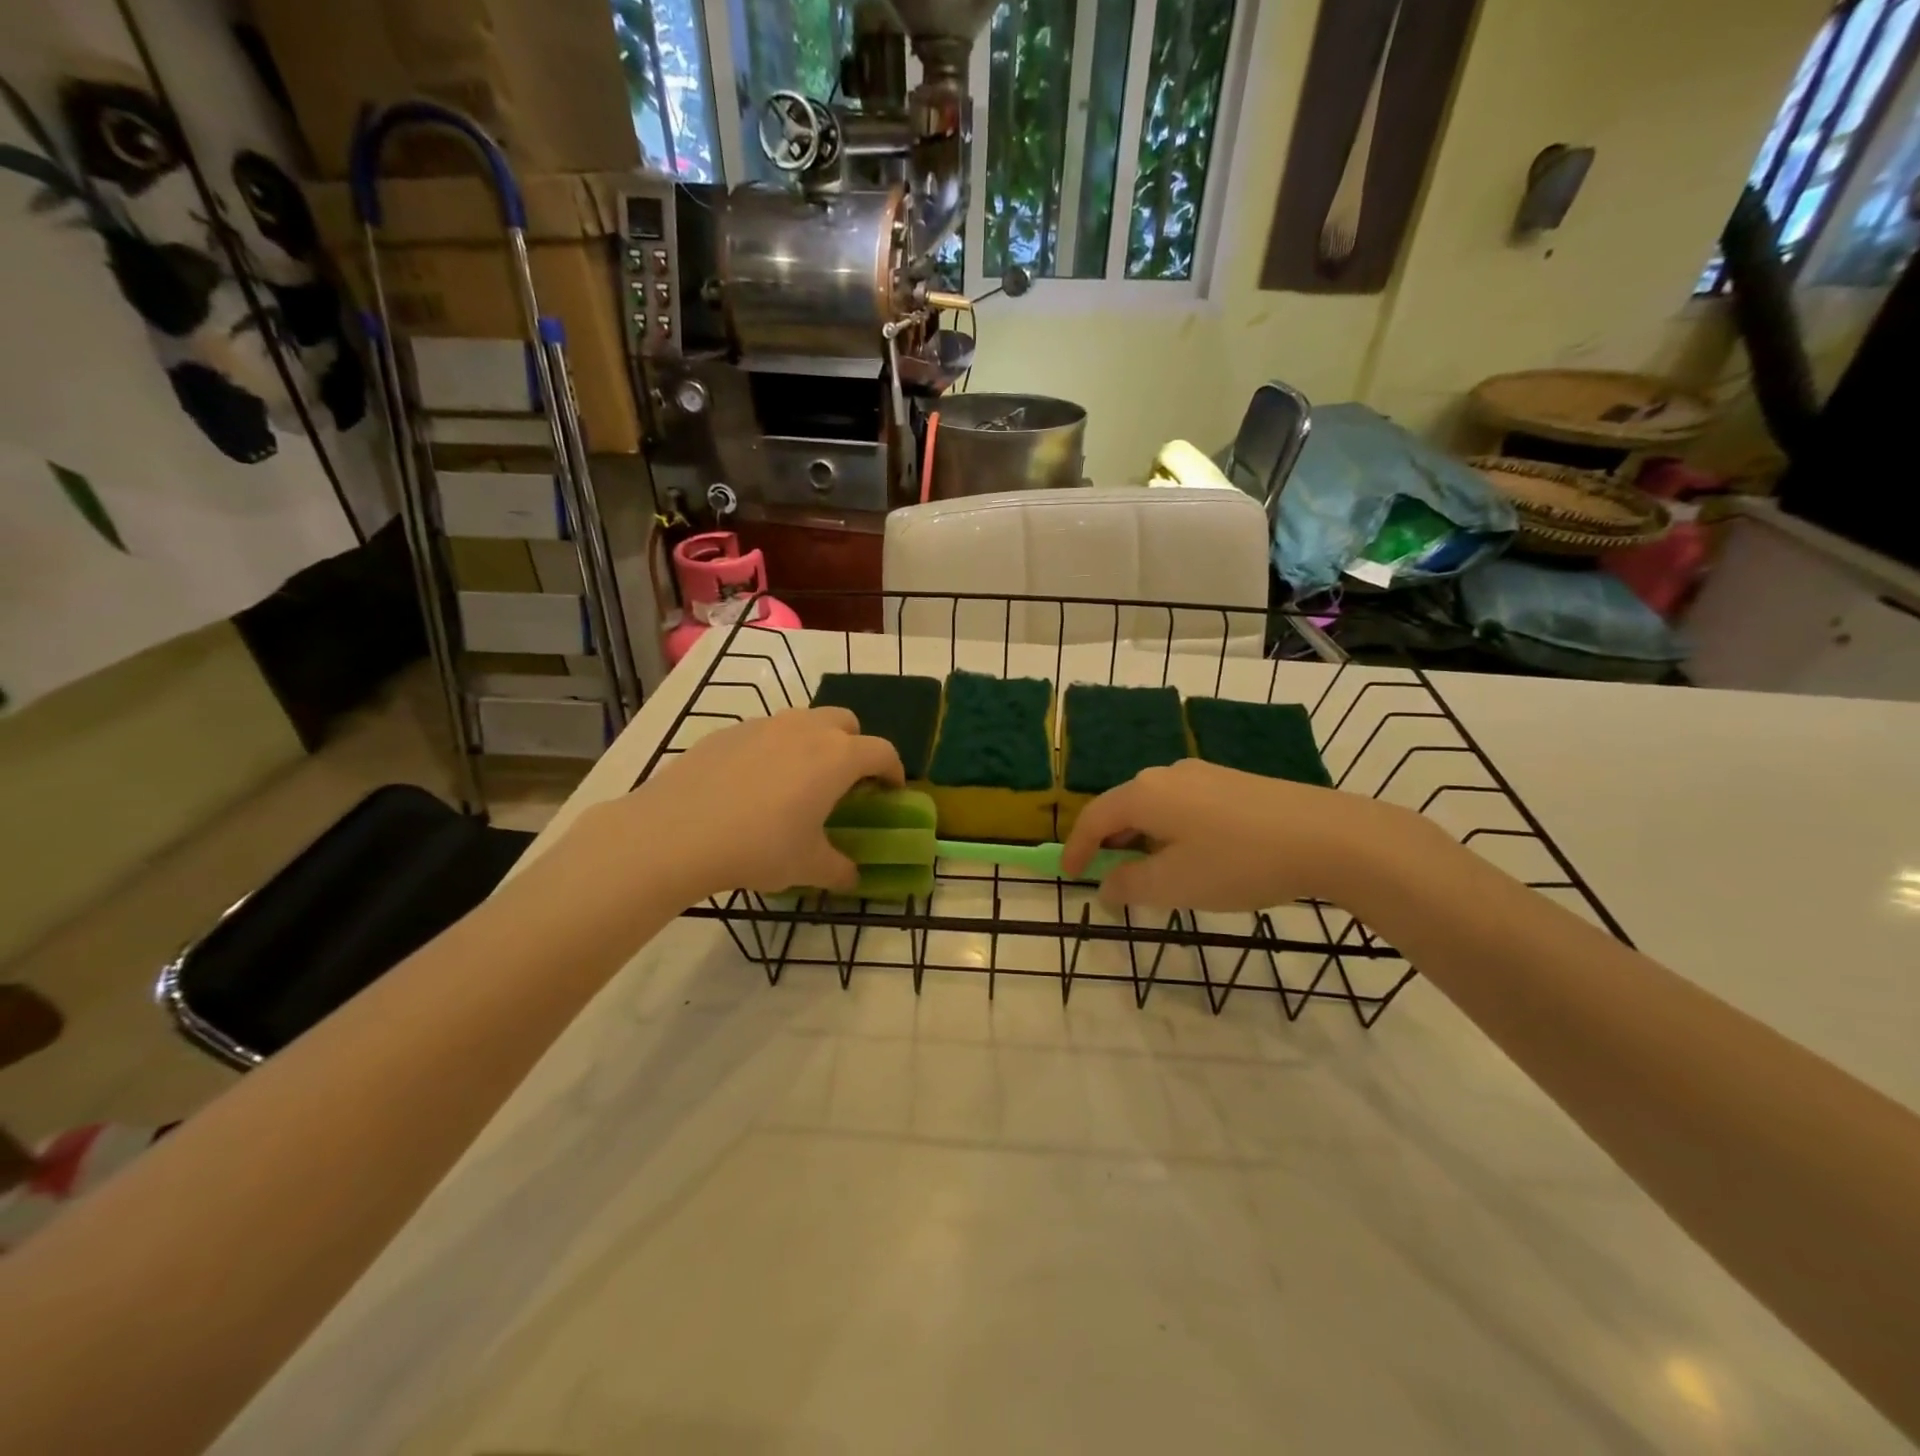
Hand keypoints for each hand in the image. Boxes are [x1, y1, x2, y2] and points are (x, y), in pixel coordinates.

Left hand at [609, 708, 903, 900]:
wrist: (676, 833)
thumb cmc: (758, 847)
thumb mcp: (806, 866)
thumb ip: (839, 870)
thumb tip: (853, 878)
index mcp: (837, 757)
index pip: (882, 752)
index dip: (893, 771)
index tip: (890, 791)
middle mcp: (806, 729)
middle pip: (846, 722)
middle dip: (855, 745)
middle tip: (845, 781)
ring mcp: (765, 725)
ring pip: (804, 721)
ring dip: (814, 743)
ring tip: (798, 781)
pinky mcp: (729, 731)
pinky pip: (765, 732)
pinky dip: (774, 749)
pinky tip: (753, 785)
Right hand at [1059, 758, 1420, 912]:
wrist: (1329, 836)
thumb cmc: (1239, 862)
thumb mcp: (1175, 884)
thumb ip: (1130, 885)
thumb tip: (1107, 885)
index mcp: (1145, 793)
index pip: (1094, 818)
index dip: (1077, 849)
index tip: (1070, 878)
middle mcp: (1167, 774)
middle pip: (1124, 808)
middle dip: (1111, 844)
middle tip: (1110, 878)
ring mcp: (1203, 774)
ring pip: (1156, 807)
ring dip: (1143, 840)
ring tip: (1152, 873)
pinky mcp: (1233, 783)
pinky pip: (1184, 806)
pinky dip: (1172, 832)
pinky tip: (1194, 857)